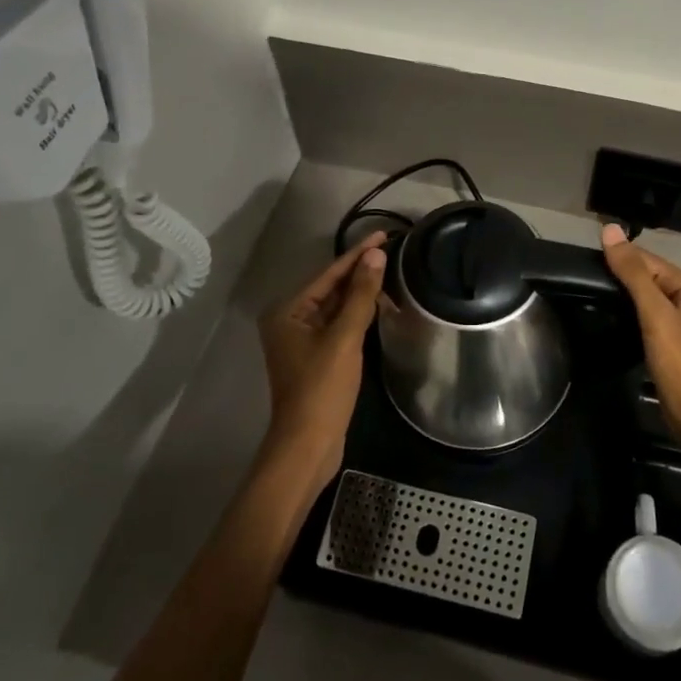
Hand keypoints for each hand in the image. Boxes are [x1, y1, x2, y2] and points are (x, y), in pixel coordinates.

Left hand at [256, 231, 388, 496]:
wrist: (308, 445)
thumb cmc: (322, 388)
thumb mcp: (344, 338)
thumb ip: (360, 295)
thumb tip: (375, 255)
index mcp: (287, 311)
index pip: (328, 273)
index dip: (357, 254)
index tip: (384, 235)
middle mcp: (289, 320)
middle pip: (330, 288)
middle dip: (360, 273)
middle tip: (393, 253)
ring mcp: (301, 341)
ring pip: (335, 307)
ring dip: (361, 294)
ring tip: (391, 276)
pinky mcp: (315, 358)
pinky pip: (338, 325)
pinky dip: (357, 315)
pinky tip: (378, 307)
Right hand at [600, 225, 680, 445]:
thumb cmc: (679, 361)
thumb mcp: (654, 312)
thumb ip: (633, 272)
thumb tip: (610, 230)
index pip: (644, 258)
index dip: (616, 257)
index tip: (581, 262)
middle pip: (642, 275)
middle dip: (614, 275)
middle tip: (577, 280)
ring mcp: (674, 321)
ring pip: (640, 297)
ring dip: (617, 294)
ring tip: (584, 294)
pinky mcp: (665, 342)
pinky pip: (640, 317)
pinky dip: (623, 314)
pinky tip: (604, 317)